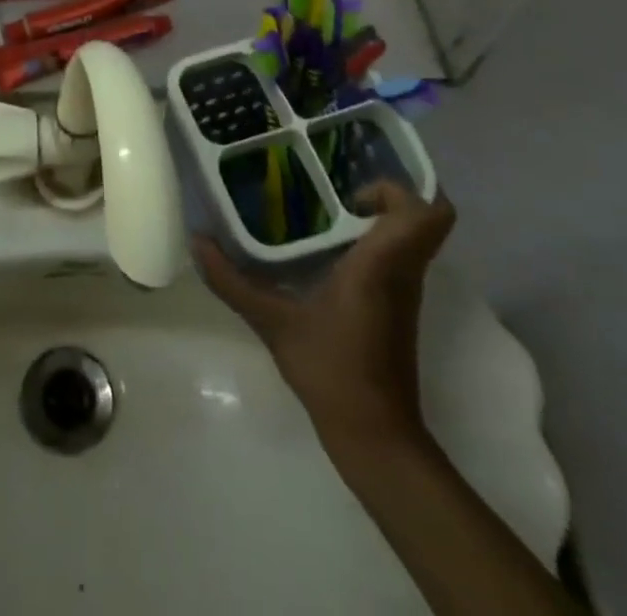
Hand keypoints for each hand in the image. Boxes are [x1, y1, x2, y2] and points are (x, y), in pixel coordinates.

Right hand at [197, 182, 456, 459]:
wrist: (376, 437)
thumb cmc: (331, 370)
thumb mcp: (273, 322)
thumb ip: (232, 281)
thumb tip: (196, 241)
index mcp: (380, 265)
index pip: (424, 214)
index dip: (397, 189)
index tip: (351, 191)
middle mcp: (402, 272)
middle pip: (429, 219)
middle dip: (390, 196)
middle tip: (339, 192)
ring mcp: (405, 293)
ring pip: (414, 239)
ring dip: (382, 220)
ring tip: (327, 213)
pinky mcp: (399, 310)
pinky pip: (400, 260)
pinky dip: (375, 246)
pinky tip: (329, 252)